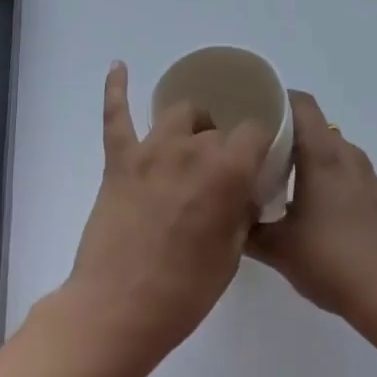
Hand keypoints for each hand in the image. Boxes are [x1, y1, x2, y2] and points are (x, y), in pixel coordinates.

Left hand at [62, 62, 267, 376]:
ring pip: (178, 112)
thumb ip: (241, 211)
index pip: (254, 132)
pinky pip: (117, 114)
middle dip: (223, 147)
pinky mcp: (119, 159)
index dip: (259, 145)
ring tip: (189, 141)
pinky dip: (117, 88)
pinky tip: (119, 66)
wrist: (118, 310)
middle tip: (218, 178)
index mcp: (226, 171)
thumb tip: (243, 190)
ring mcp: (151, 149)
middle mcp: (191, 148)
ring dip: (189, 124)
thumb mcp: (231, 254)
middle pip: (216, 128)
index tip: (257, 162)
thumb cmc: (184, 292)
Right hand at [249, 90, 376, 325]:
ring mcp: (365, 174)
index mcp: (321, 153)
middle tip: (256, 147)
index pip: (301, 103)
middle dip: (285, 129)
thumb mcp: (277, 248)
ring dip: (306, 153)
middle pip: (314, 124)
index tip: (251, 110)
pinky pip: (344, 168)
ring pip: (330, 147)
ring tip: (280, 175)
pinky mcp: (375, 196)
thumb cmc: (331, 259)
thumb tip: (226, 215)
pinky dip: (325, 172)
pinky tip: (310, 203)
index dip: (276, 99)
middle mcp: (345, 154)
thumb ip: (246, 229)